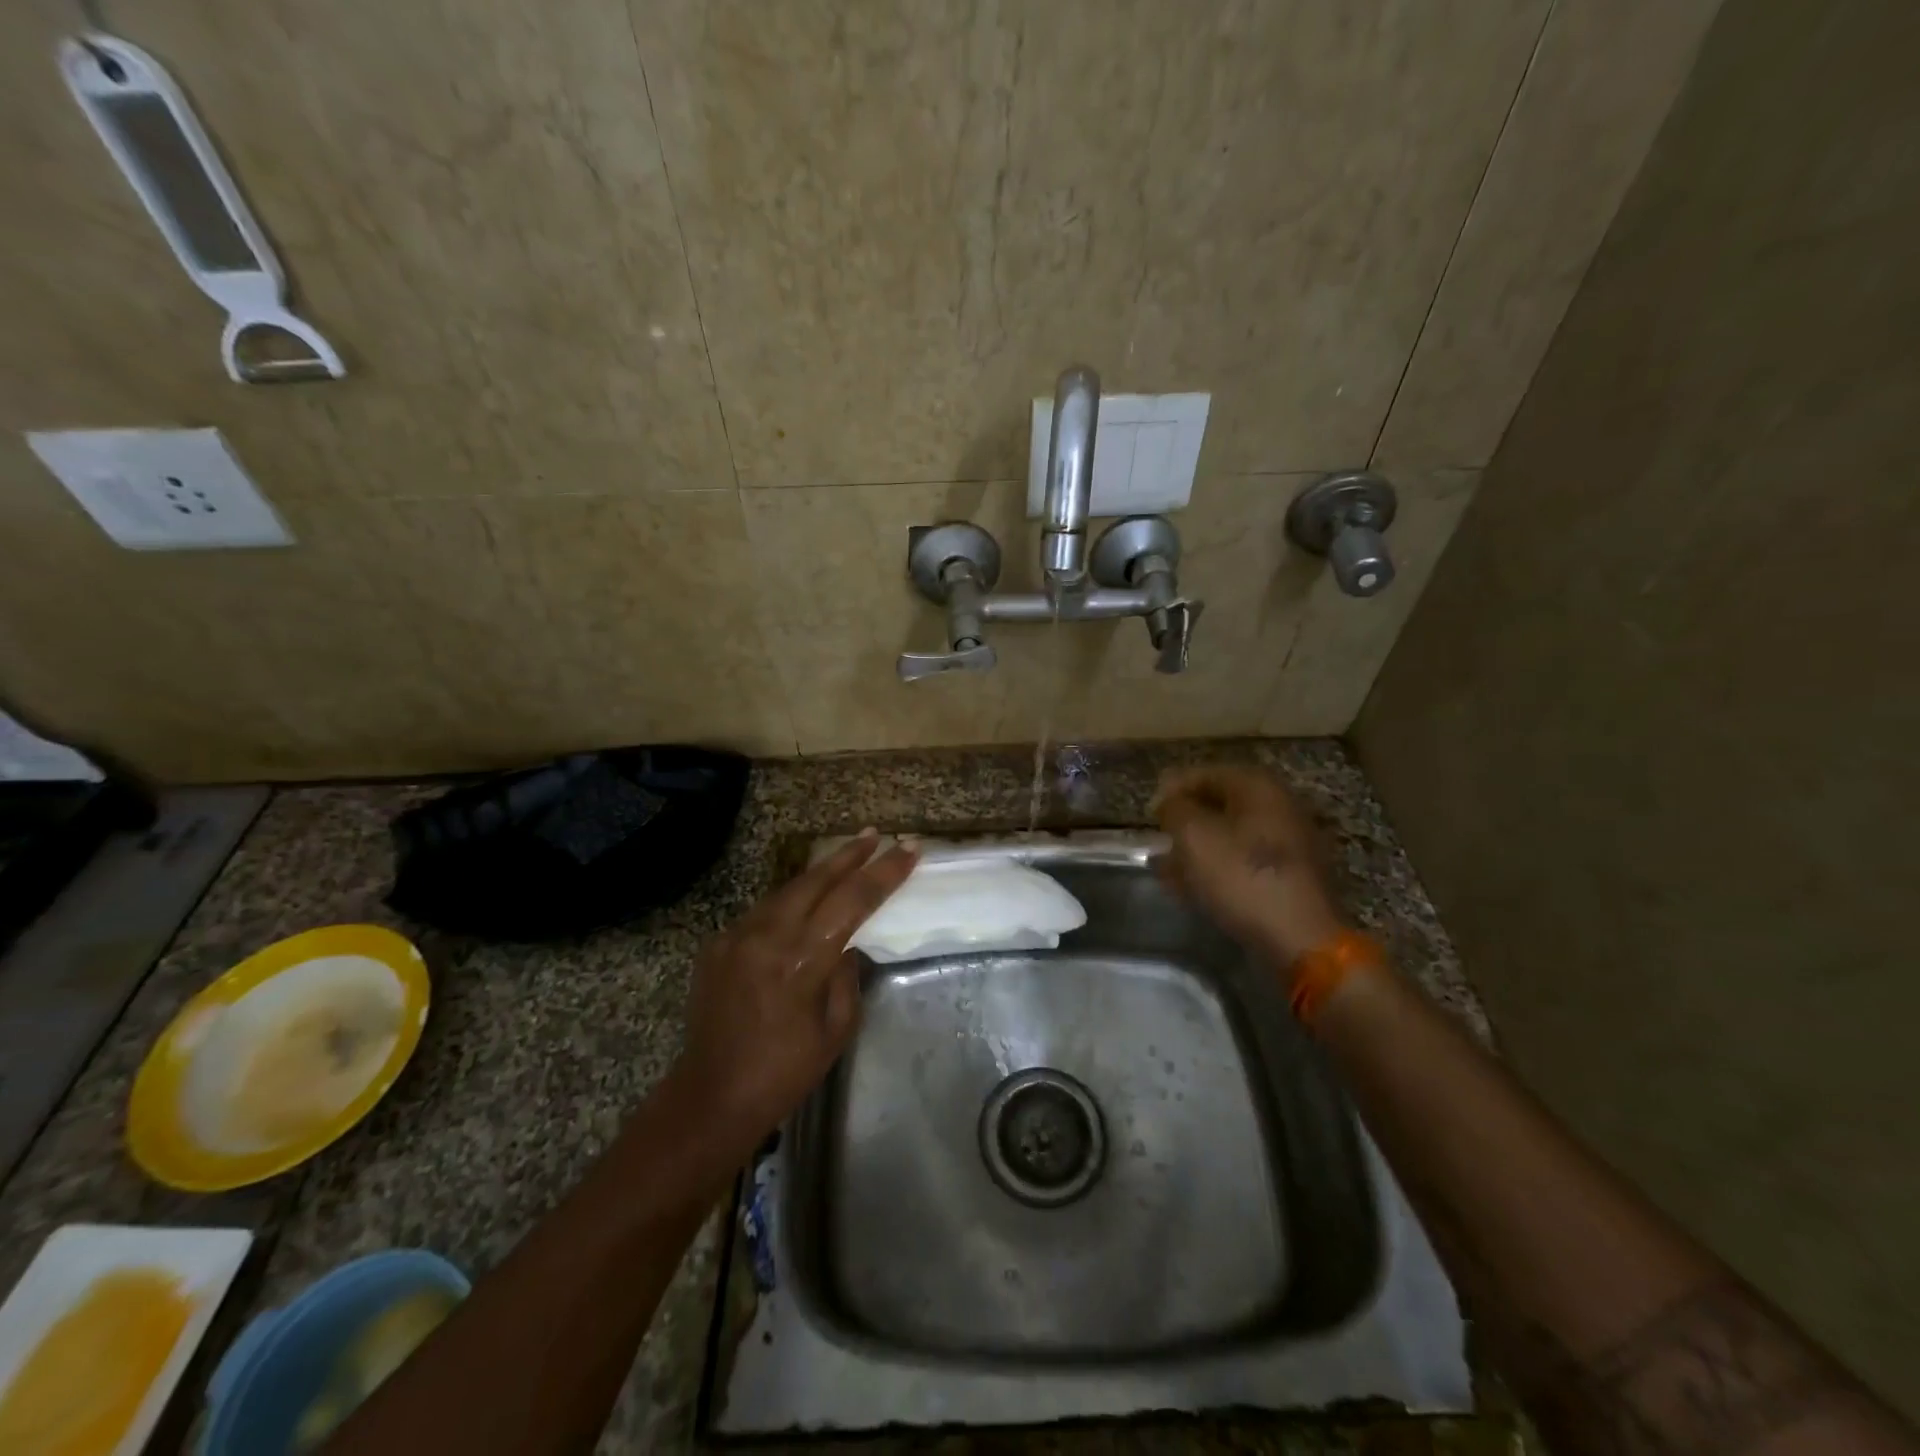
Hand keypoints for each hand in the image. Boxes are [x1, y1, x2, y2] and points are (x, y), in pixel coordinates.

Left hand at [674, 829, 917, 1137]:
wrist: (711, 1096)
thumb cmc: (785, 1072)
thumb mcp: (836, 1029)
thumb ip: (847, 975)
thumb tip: (847, 940)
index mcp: (802, 961)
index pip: (853, 900)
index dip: (884, 873)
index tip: (909, 850)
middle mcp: (767, 936)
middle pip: (816, 879)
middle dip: (850, 854)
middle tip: (876, 835)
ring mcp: (737, 935)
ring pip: (787, 889)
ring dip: (820, 872)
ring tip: (847, 855)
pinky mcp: (718, 943)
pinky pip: (763, 911)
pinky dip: (791, 899)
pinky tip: (806, 899)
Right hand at [1152, 765, 1344, 969]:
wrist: (1301, 938)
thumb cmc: (1241, 877)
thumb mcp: (1193, 836)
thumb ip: (1175, 809)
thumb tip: (1169, 802)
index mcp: (1259, 787)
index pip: (1206, 773)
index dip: (1172, 789)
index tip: (1150, 813)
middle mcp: (1281, 806)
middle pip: (1221, 803)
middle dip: (1186, 820)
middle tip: (1159, 839)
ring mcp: (1292, 842)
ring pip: (1232, 835)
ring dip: (1199, 846)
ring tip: (1169, 867)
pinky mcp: (1293, 876)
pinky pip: (1246, 861)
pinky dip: (1219, 867)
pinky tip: (1195, 887)